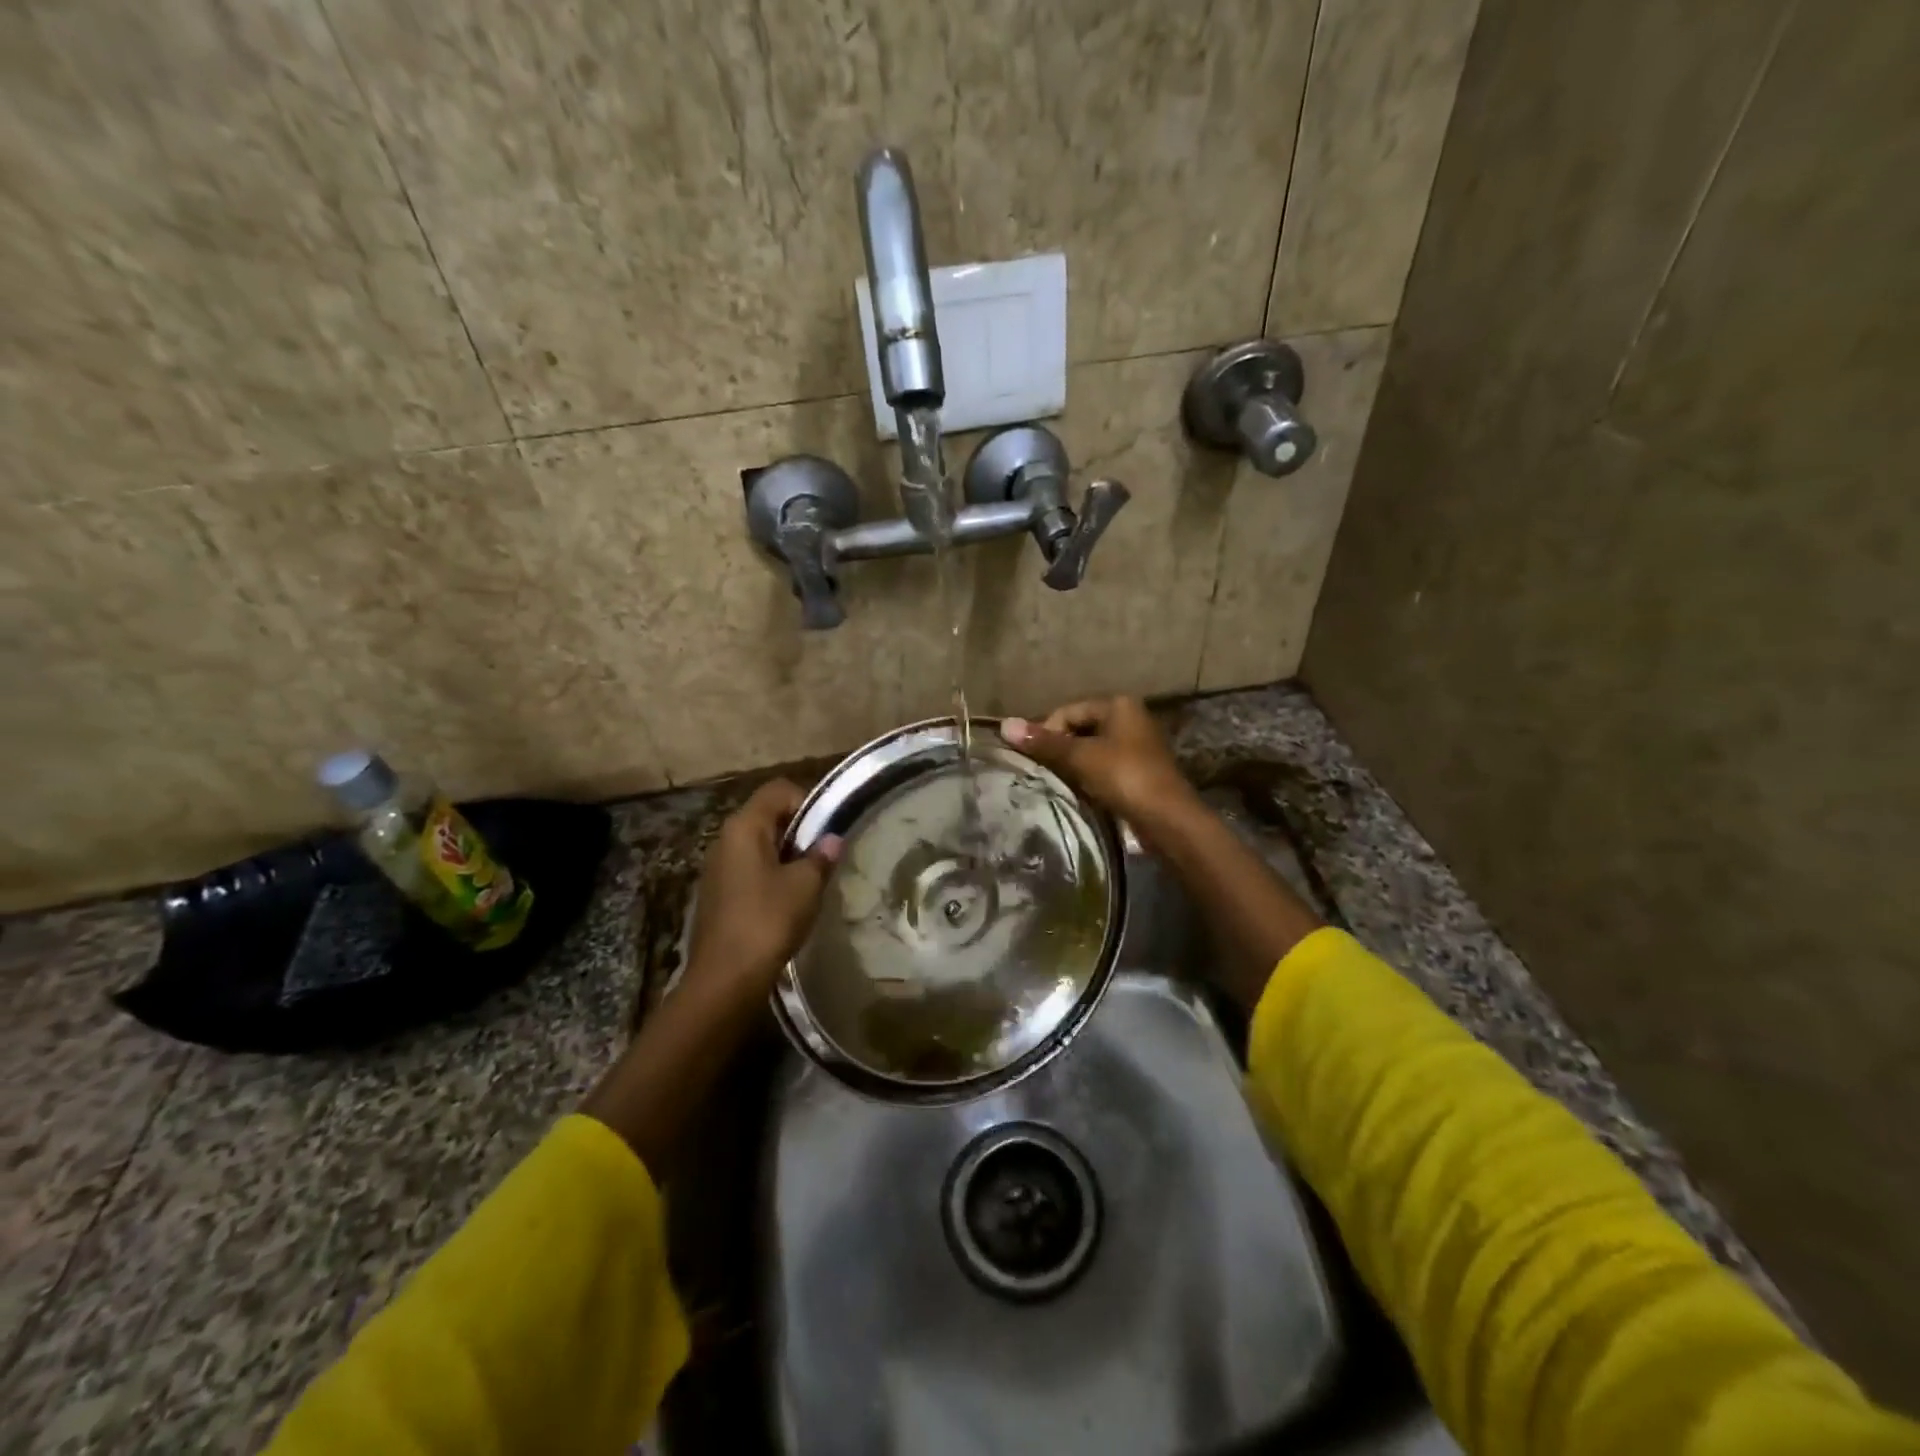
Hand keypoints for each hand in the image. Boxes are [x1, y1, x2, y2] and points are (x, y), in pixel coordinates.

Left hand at [682, 779, 840, 1015]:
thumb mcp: (805, 886)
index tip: (827, 832)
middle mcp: (725, 838)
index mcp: (744, 826)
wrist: (724, 979)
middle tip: (823, 857)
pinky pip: (749, 869)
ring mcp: (717, 867)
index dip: (808, 802)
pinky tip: (786, 903)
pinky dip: (770, 875)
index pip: (779, 790)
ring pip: (758, 845)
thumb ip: (821, 857)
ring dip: (786, 856)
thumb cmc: (767, 921)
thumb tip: (832, 840)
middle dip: (799, 831)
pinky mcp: (716, 893)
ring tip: (809, 881)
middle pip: (768, 815)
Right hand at [1001, 698, 1200, 842]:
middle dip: (1059, 749)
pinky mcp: (1137, 772)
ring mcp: (1136, 746)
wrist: (1167, 819)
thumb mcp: (1080, 757)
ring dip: (1072, 765)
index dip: (1046, 732)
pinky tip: (1078, 793)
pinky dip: (1088, 777)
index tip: (1033, 758)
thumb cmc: (1124, 777)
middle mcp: (1129, 719)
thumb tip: (1004, 725)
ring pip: (1090, 750)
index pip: (1067, 711)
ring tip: (1056, 783)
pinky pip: (1103, 767)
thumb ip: (1044, 742)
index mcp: (1118, 705)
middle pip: (1079, 729)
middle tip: (1041, 772)